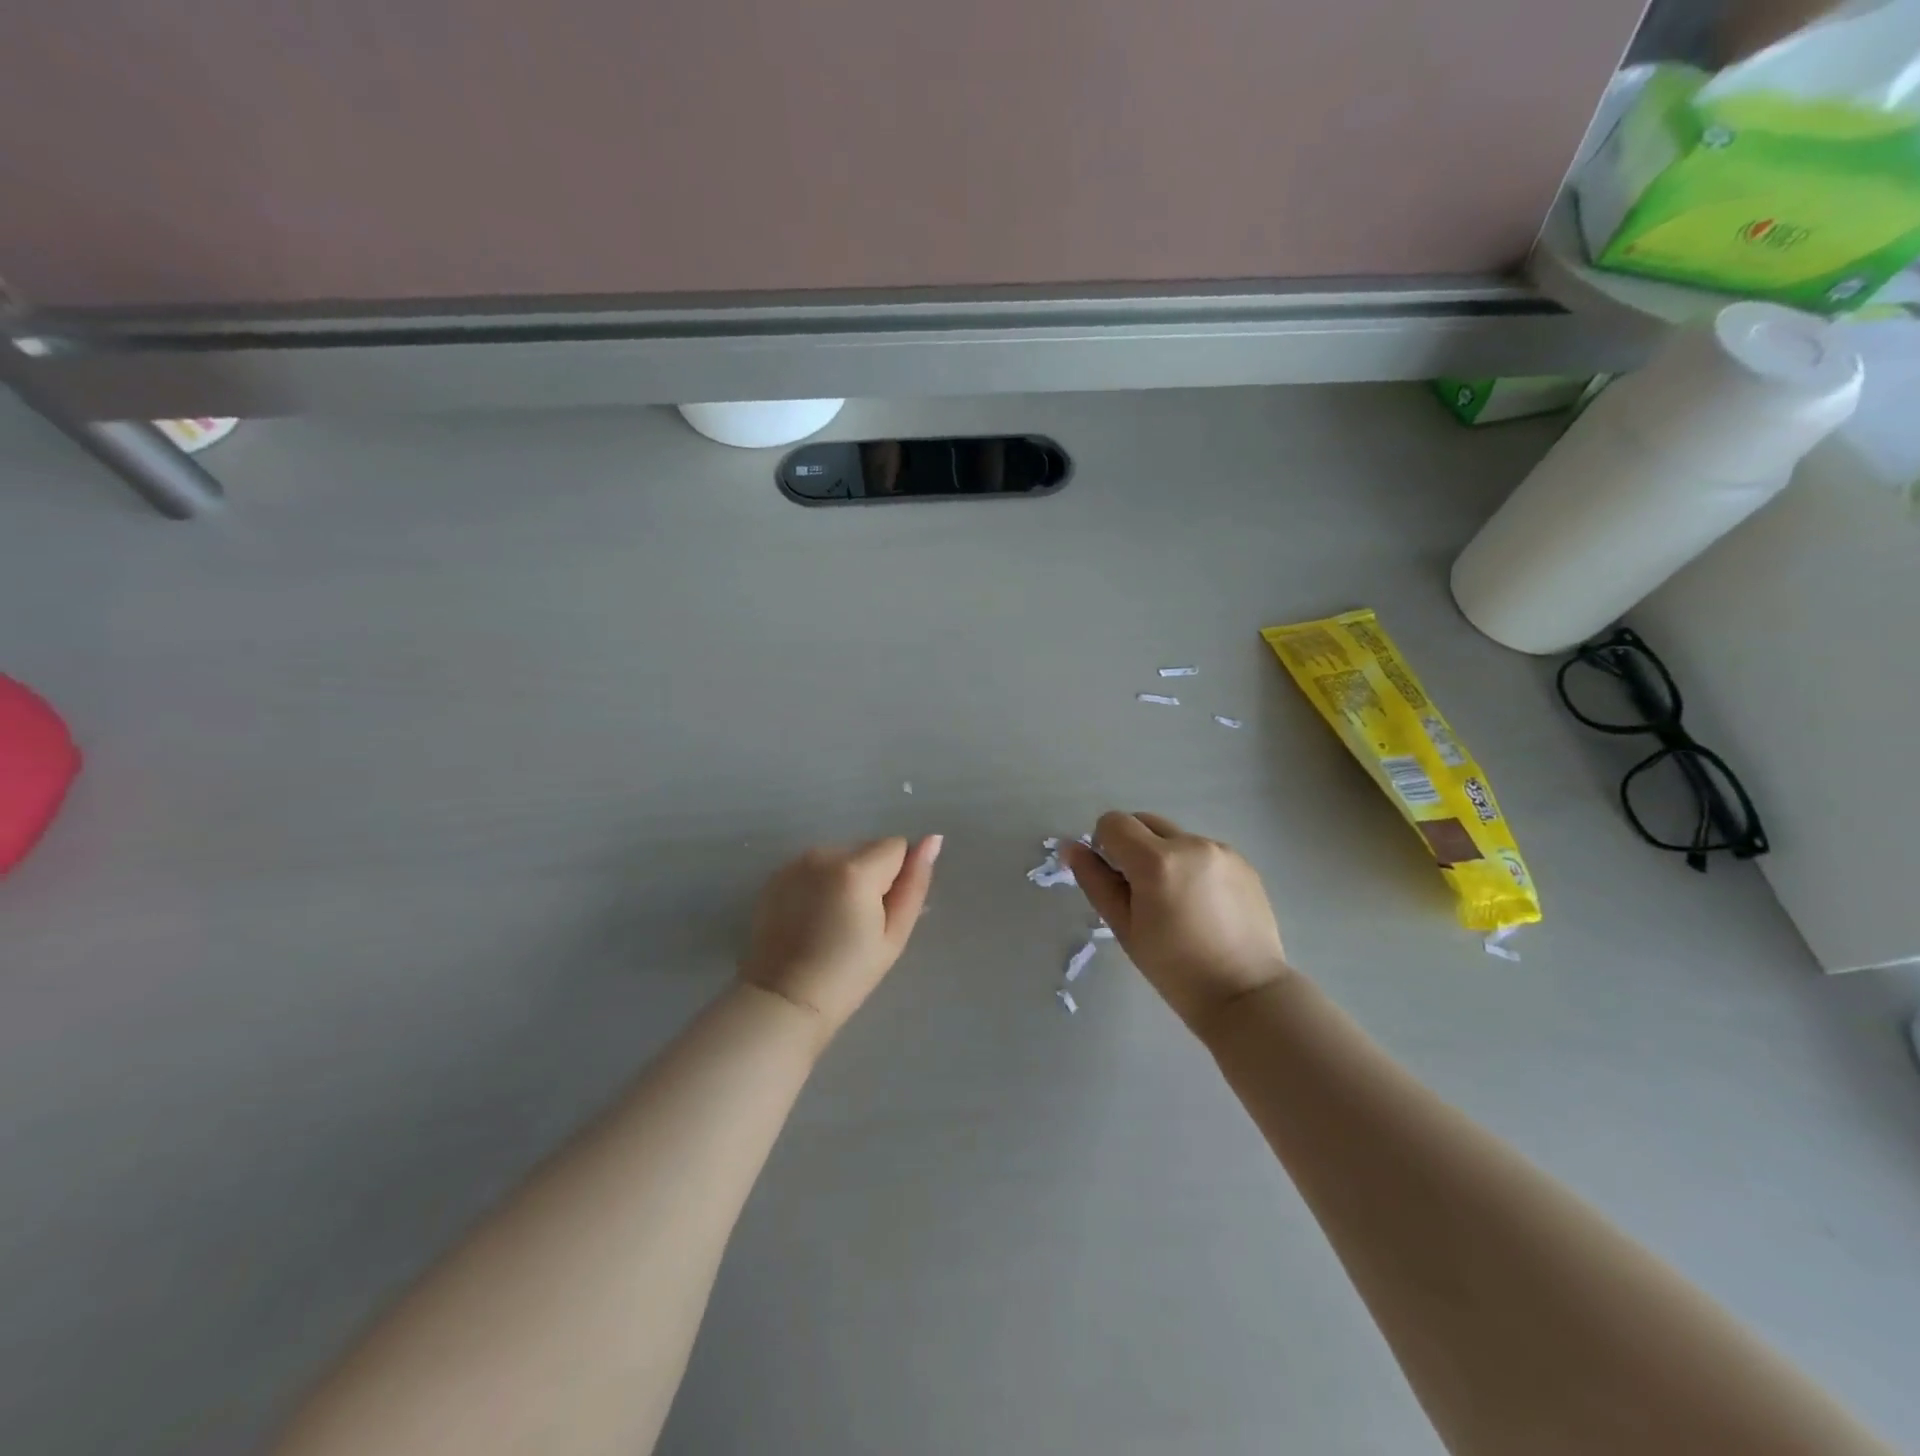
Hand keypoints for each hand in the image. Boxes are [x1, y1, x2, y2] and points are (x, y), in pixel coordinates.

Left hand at [739, 835, 941, 1037]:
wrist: (784, 1001)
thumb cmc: (848, 975)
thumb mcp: (893, 935)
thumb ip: (914, 884)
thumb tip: (932, 841)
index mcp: (856, 870)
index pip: (897, 846)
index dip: (898, 878)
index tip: (882, 912)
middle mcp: (823, 854)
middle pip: (867, 849)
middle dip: (872, 875)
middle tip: (860, 922)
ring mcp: (795, 863)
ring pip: (841, 856)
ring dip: (846, 878)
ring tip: (834, 922)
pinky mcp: (777, 876)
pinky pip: (815, 868)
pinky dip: (820, 884)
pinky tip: (812, 919)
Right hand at [1064, 812, 1291, 1032]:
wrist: (1245, 993)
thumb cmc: (1174, 969)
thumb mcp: (1124, 928)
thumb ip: (1095, 881)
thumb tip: (1072, 848)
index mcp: (1156, 861)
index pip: (1113, 823)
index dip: (1104, 846)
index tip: (1115, 879)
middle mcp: (1190, 843)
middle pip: (1144, 822)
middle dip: (1133, 847)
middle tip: (1141, 892)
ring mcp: (1220, 850)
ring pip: (1174, 836)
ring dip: (1164, 856)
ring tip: (1177, 903)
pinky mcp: (1242, 861)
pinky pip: (1202, 850)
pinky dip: (1192, 866)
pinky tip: (1203, 905)